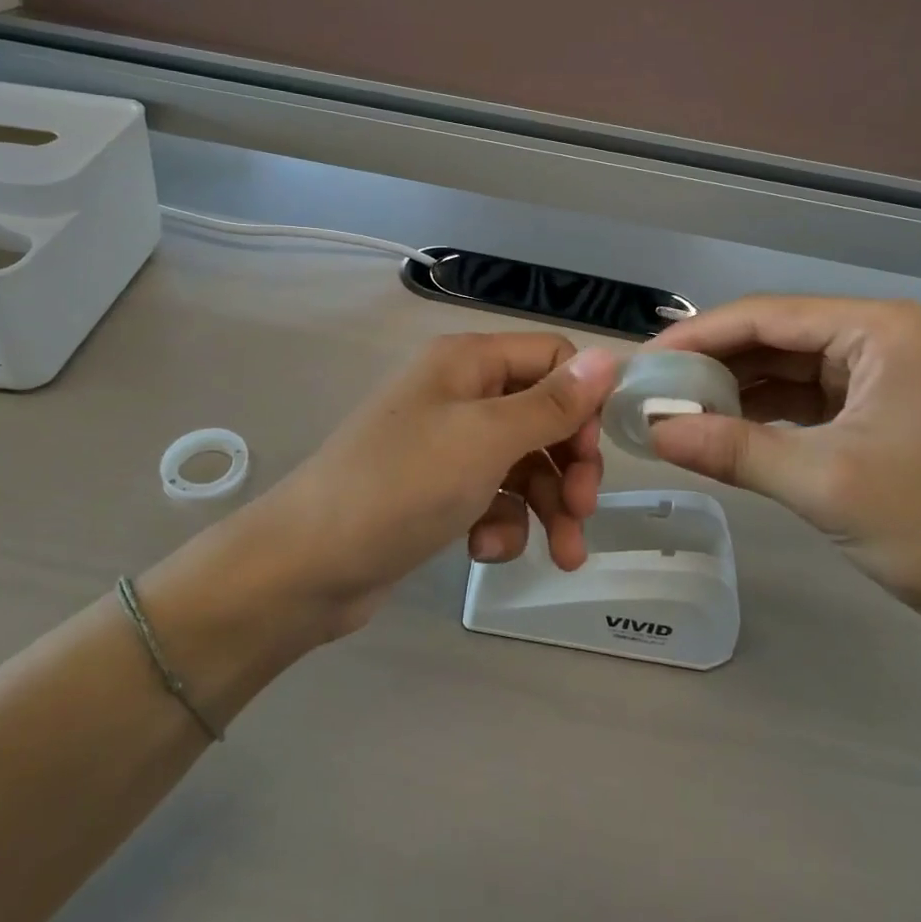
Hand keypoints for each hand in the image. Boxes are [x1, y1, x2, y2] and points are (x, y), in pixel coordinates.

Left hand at [240, 333, 620, 627]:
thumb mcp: (487, 439)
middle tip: (582, 512)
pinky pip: (492, 496)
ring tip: (561, 555)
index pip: (553, 358)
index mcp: (468, 361)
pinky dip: (501, 523)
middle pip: (542, 415)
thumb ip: (552, 403)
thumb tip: (612, 357)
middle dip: (569, 466)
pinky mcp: (437, 489)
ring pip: (523, 463)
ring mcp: (446, 443)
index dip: (582, 403)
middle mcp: (460, 392)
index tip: (592, 454)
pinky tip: (486, 550)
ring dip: (546, 506)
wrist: (308, 565)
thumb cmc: (403, 485)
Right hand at [645, 296, 920, 636]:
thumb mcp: (823, 483)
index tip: (643, 364)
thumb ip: (732, 450)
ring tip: (676, 409)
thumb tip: (651, 431)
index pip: (766, 316)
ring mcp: (883, 372)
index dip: (697, 337)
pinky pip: (806, 397)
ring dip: (734, 389)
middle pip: (775, 337)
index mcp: (880, 330)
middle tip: (652, 390)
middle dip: (713, 364)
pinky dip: (763, 412)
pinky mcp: (879, 409)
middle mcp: (882, 336)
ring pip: (787, 367)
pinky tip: (723, 427)